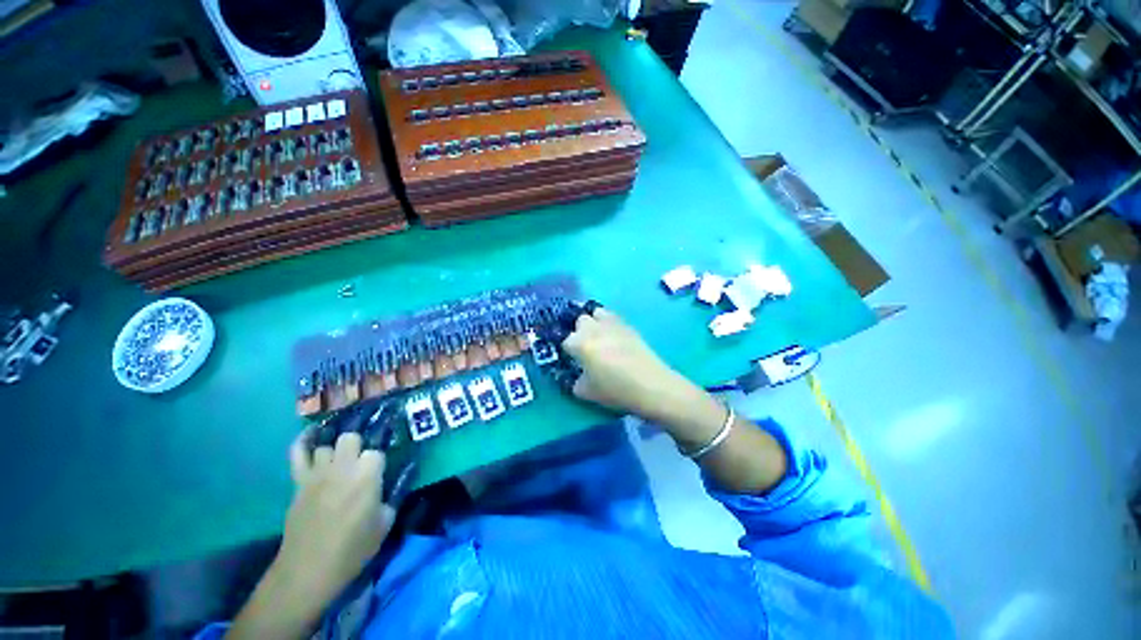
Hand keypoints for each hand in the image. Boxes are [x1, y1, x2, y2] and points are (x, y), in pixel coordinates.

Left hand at [277, 430, 394, 605]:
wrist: (309, 570)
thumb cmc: (353, 549)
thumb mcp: (385, 523)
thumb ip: (393, 495)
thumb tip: (399, 478)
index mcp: (367, 475)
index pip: (377, 452)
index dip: (379, 462)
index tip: (381, 472)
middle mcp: (343, 467)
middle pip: (351, 438)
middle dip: (358, 447)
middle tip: (361, 464)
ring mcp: (317, 472)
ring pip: (327, 444)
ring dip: (336, 451)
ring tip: (340, 461)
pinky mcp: (299, 481)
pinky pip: (297, 452)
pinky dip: (303, 442)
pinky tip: (312, 436)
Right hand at [563, 307, 698, 420]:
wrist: (650, 385)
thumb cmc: (615, 389)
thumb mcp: (586, 392)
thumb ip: (574, 382)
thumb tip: (576, 376)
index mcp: (580, 343)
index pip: (565, 340)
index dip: (567, 350)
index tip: (571, 358)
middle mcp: (593, 328)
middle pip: (580, 321)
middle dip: (579, 331)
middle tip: (584, 346)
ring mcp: (612, 324)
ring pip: (596, 312)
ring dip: (593, 321)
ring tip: (598, 335)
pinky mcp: (628, 325)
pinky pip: (613, 317)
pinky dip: (608, 323)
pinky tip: (614, 337)